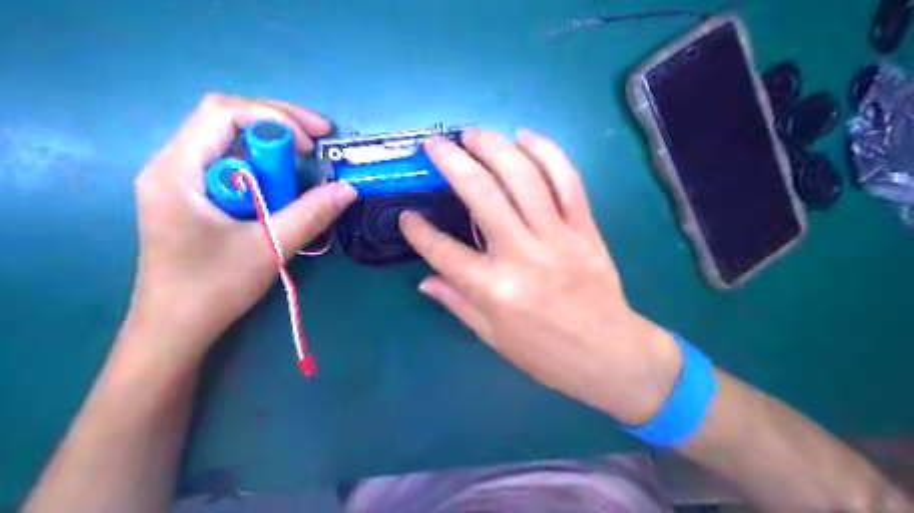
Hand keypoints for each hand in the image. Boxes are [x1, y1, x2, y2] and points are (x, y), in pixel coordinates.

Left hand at [124, 91, 357, 363]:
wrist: (174, 330)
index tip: (312, 146)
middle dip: (276, 123)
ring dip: (269, 148)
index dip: (274, 118)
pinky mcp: (190, 197)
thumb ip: (310, 215)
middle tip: (317, 140)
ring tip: (303, 164)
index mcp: (177, 171)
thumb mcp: (268, 248)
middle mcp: (171, 165)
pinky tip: (278, 187)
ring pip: (227, 141)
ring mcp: (178, 181)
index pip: (223, 113)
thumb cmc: (213, 290)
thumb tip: (349, 189)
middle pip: (224, 119)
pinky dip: (260, 167)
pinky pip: (228, 165)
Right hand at [404, 128, 681, 424]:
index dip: (418, 231)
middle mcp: (522, 255)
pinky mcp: (585, 229)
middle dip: (452, 162)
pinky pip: (567, 181)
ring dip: (494, 147)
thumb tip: (424, 281)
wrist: (609, 354)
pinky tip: (526, 137)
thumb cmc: (545, 353)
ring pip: (523, 178)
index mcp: (493, 289)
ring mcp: (557, 237)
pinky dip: (547, 153)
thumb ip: (457, 302)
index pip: (442, 251)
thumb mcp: (492, 337)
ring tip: (472, 133)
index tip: (407, 216)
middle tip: (435, 144)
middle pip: (481, 195)